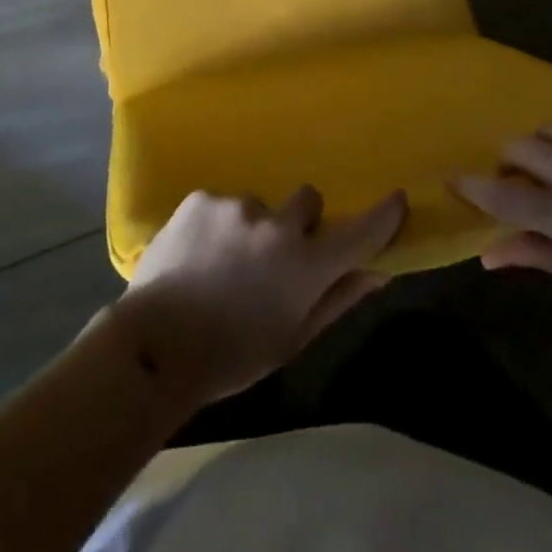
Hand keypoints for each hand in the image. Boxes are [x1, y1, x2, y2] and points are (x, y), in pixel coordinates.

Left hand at [111, 187, 407, 406]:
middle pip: (307, 200)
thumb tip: (377, 272)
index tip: (397, 198)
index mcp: (305, 265)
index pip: (358, 232)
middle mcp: (276, 224)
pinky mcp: (202, 197)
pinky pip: (222, 203)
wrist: (155, 345)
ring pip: (259, 205)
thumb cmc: (232, 355)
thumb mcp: (292, 338)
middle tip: (274, 255)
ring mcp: (236, 205)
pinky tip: (197, 253)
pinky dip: (218, 223)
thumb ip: (338, 299)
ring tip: (222, 262)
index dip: (382, 215)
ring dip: (252, 226)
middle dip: (299, 221)